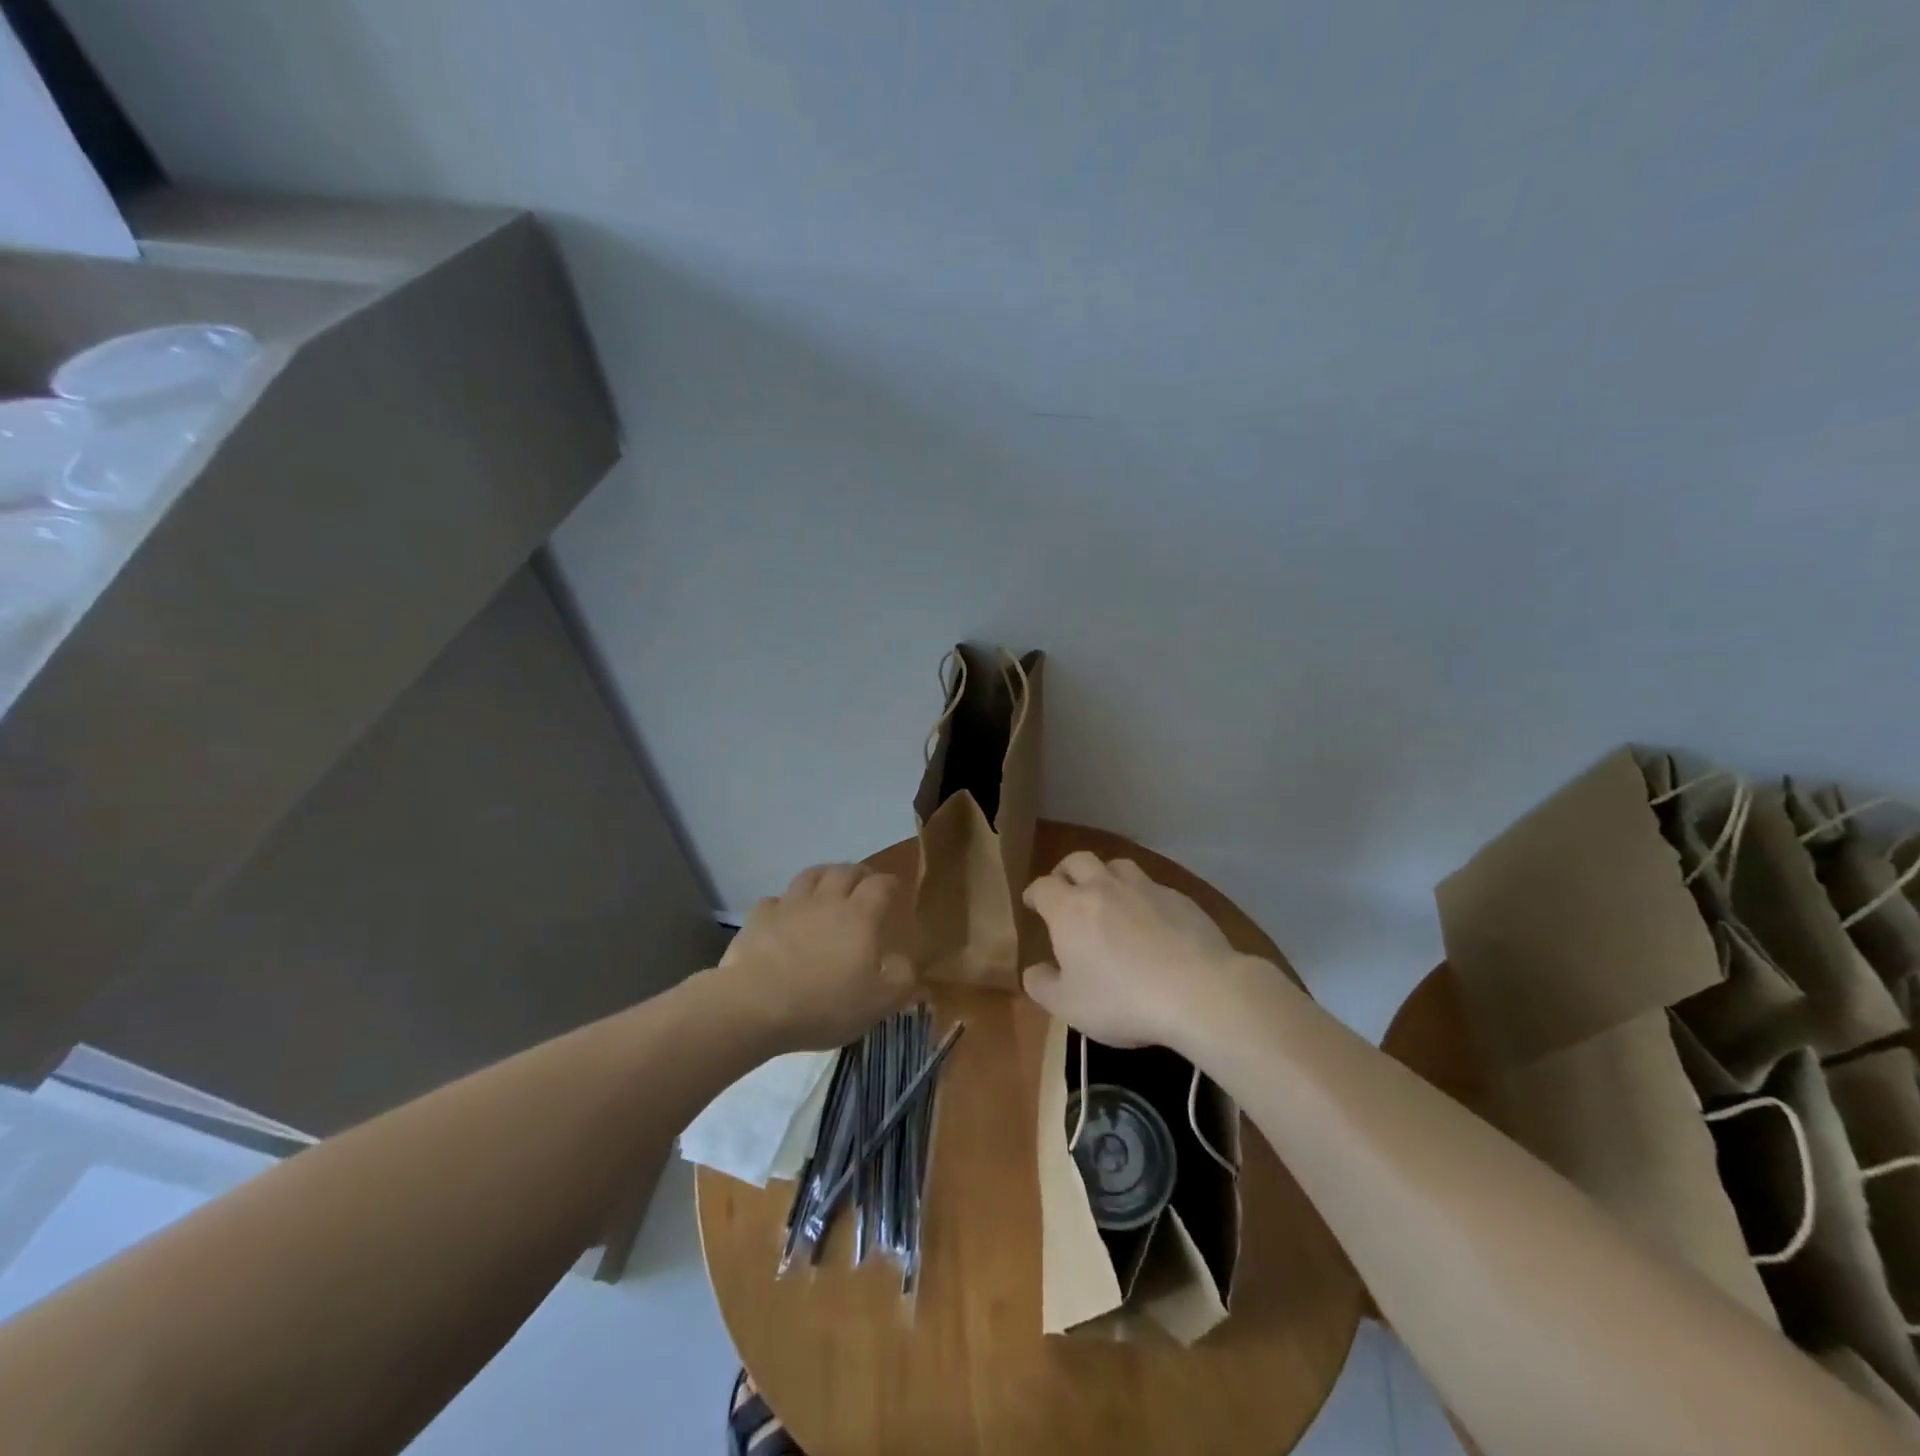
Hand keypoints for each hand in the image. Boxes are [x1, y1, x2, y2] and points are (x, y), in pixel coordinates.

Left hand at [715, 863, 918, 1050]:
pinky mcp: (758, 918)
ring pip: (810, 876)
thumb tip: (909, 964)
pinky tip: (786, 915)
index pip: (881, 884)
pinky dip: (785, 903)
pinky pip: (775, 900)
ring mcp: (789, 905)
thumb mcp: (879, 1002)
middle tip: (864, 883)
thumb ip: (902, 980)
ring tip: (828, 885)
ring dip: (824, 875)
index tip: (895, 890)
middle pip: (845, 871)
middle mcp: (826, 900)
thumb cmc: (825, 1004)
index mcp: (859, 916)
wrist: (755, 1006)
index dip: (890, 883)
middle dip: (859, 873)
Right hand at [1022, 852, 1246, 1047]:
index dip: (1034, 893)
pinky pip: (1152, 886)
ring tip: (1107, 896)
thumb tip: (1033, 970)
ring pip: (1117, 865)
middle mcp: (1103, 887)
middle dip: (1066, 872)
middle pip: (1078, 860)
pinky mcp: (1179, 898)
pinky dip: (1142, 895)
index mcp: (1070, 909)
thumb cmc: (1122, 1000)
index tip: (1032, 903)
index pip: (1042, 886)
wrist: (1197, 991)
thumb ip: (1042, 986)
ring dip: (1105, 875)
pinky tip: (1150, 919)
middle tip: (1065, 889)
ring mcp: (1144, 888)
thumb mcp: (1069, 1006)